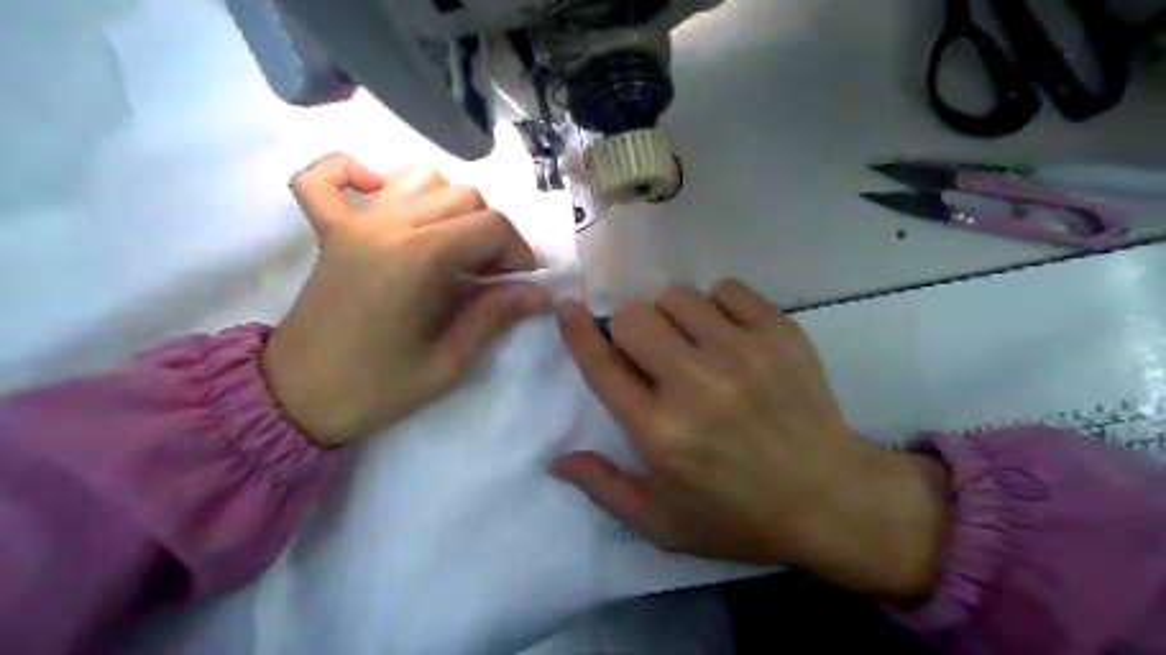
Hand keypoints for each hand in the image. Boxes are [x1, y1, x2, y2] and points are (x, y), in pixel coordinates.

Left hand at [262, 153, 552, 448]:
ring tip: (452, 246)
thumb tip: (539, 295)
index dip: (518, 251)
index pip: (491, 225)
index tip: (519, 285)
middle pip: (464, 197)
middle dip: (491, 233)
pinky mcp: (329, 230)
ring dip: (448, 205)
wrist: (297, 399)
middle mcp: (388, 226)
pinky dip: (355, 173)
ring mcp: (354, 223)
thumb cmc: (376, 388)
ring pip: (420, 179)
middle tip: (490, 275)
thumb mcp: (446, 363)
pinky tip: (379, 194)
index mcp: (418, 259)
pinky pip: (329, 176)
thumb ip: (493, 316)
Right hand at [552, 282, 946, 602]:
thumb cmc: (738, 515)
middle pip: (634, 317)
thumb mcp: (661, 522)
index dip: (577, 332)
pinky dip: (717, 306)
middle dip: (629, 331)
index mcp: (659, 432)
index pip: (602, 366)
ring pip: (677, 297)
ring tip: (690, 344)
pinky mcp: (780, 335)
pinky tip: (728, 336)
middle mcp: (694, 384)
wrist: (831, 498)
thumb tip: (555, 459)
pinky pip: (727, 290)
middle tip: (650, 356)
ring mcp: (741, 354)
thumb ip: (602, 487)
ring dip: (671, 317)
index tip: (567, 308)